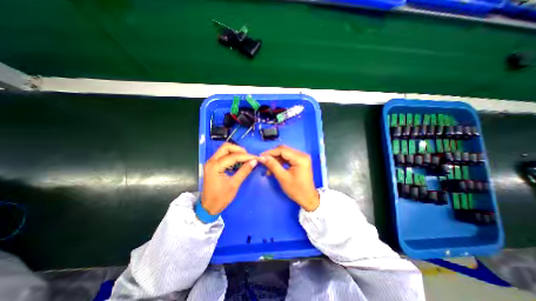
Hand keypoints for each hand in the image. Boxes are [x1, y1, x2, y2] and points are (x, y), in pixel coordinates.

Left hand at [202, 143, 258, 214]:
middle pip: (226, 147)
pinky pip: (223, 155)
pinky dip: (232, 156)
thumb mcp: (234, 184)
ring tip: (245, 158)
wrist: (208, 207)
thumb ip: (244, 171)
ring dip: (235, 152)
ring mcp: (211, 162)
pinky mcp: (212, 165)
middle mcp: (211, 161)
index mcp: (215, 166)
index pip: (233, 156)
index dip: (246, 156)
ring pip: (224, 150)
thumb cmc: (221, 198)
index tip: (255, 158)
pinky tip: (238, 162)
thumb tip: (254, 161)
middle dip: (239, 150)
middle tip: (248, 156)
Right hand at [259, 145, 317, 211]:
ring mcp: (301, 157)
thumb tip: (262, 157)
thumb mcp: (283, 177)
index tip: (260, 156)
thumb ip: (272, 165)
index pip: (282, 150)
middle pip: (284, 150)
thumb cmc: (296, 190)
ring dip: (276, 159)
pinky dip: (280, 162)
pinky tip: (275, 168)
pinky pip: (288, 158)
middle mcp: (302, 155)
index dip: (270, 152)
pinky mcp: (300, 161)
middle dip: (273, 155)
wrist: (308, 198)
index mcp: (300, 158)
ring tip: (268, 168)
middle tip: (264, 162)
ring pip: (285, 154)